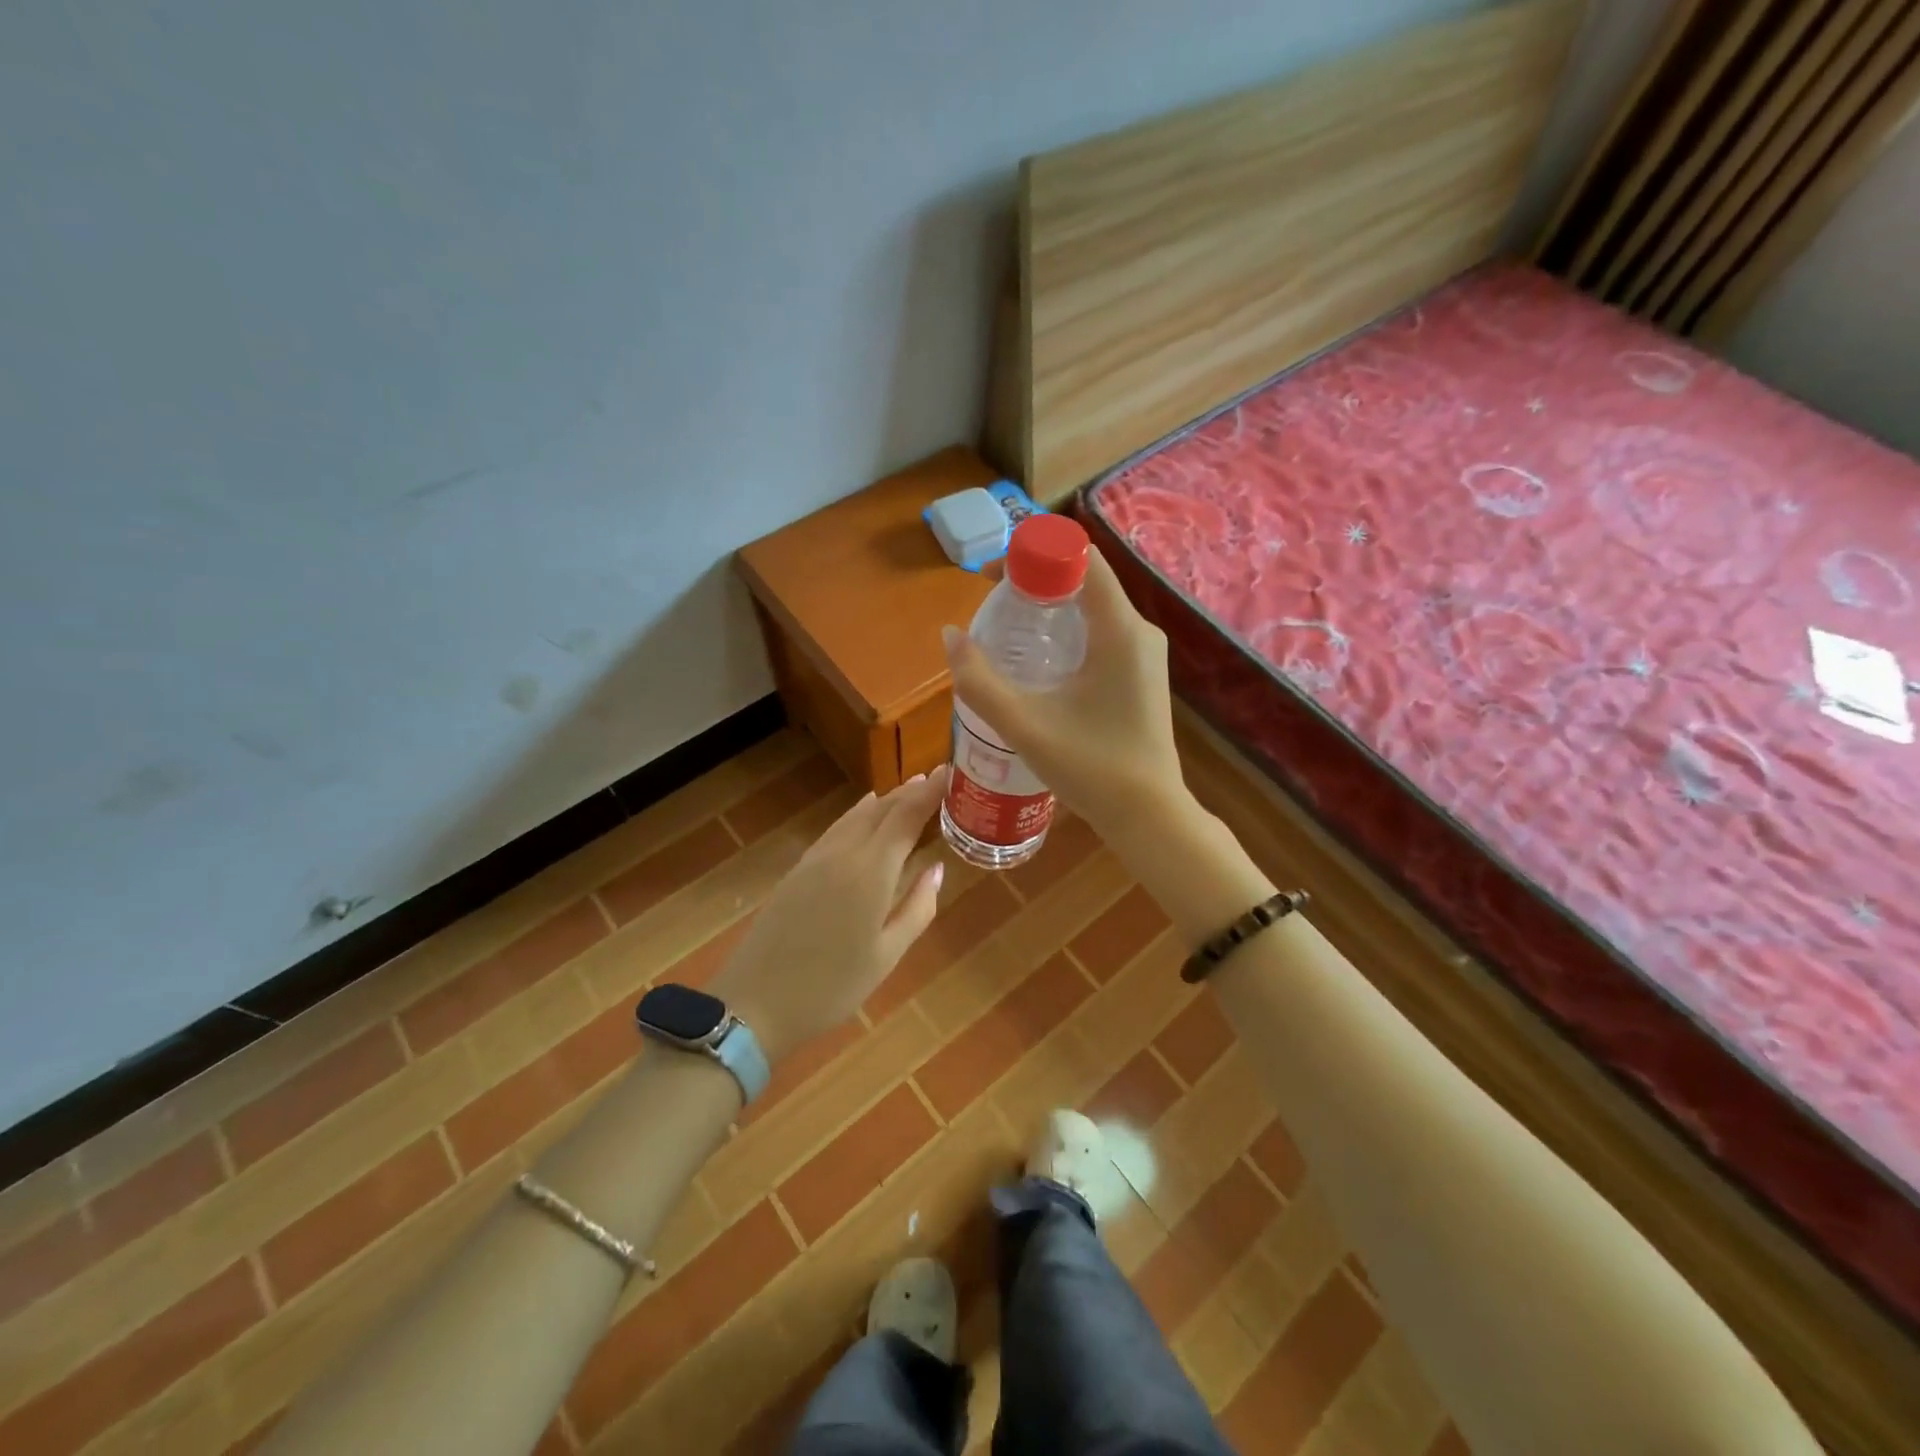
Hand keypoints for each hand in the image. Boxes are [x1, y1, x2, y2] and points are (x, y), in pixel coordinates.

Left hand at [708, 768, 947, 1065]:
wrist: (755, 1003)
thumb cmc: (832, 987)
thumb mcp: (887, 955)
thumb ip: (917, 907)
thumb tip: (936, 868)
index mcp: (871, 871)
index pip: (906, 816)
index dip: (930, 792)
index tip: (951, 771)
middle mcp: (844, 853)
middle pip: (881, 810)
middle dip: (910, 791)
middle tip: (936, 778)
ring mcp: (816, 859)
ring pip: (856, 816)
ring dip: (885, 800)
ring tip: (908, 790)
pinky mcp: (798, 870)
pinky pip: (837, 828)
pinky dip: (858, 814)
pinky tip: (865, 813)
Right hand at [942, 549, 1184, 843]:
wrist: (1149, 816)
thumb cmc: (1091, 768)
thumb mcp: (1025, 725)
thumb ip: (980, 680)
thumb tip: (950, 636)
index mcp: (1120, 630)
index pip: (1081, 559)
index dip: (1035, 553)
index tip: (994, 577)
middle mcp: (1139, 631)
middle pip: (1085, 579)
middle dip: (1036, 580)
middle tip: (992, 602)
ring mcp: (1144, 653)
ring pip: (1093, 606)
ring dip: (1050, 606)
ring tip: (1007, 627)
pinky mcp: (1140, 674)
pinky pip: (1101, 631)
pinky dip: (1067, 630)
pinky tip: (1039, 660)